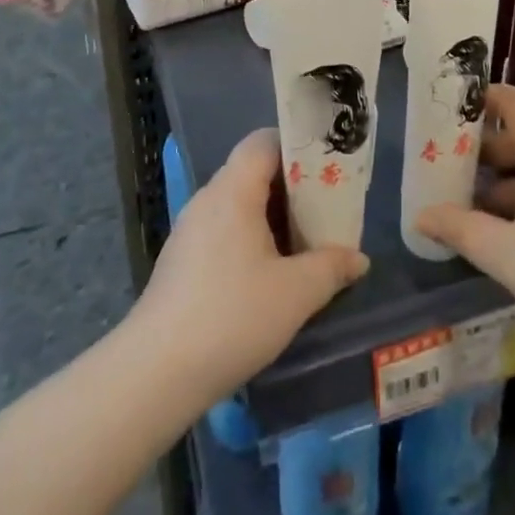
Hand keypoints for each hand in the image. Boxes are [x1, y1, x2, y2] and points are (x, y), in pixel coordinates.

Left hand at [134, 129, 368, 402]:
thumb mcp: (295, 294)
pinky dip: (249, 239)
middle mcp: (208, 199)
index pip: (263, 141)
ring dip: (271, 217)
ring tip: (303, 245)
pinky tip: (267, 275)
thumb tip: (358, 258)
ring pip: (238, 204)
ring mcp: (189, 230)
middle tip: (325, 211)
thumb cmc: (232, 317)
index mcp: (233, 191)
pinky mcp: (181, 260)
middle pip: (253, 172)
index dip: (297, 147)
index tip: (327, 170)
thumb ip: (331, 268)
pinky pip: (223, 230)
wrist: (156, 372)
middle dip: (291, 188)